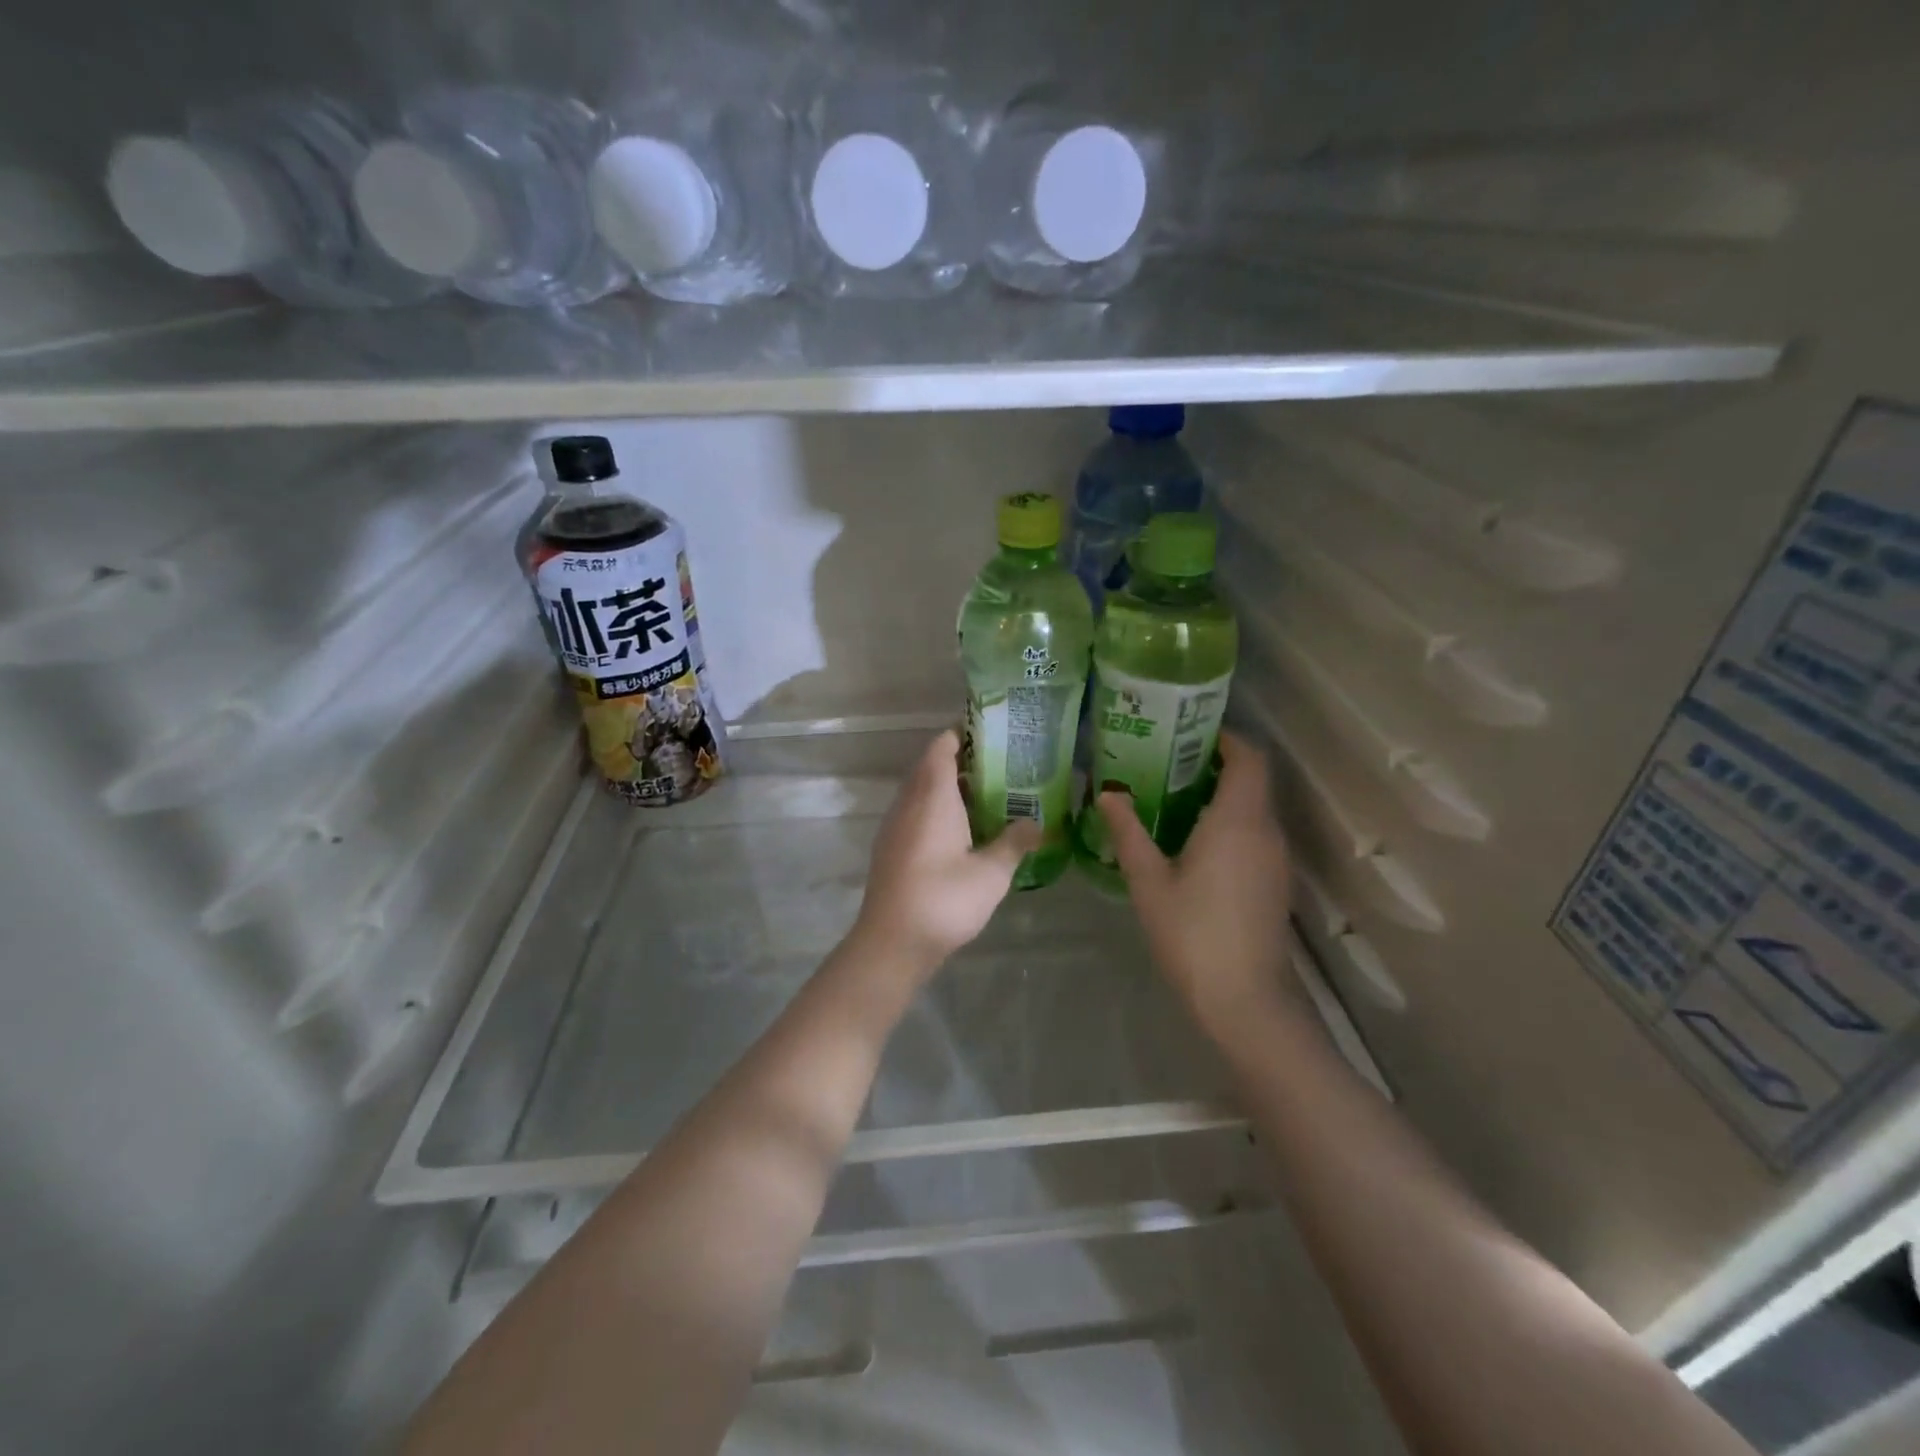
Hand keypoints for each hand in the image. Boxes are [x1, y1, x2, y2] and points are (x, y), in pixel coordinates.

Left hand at [854, 730, 1040, 970]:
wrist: (892, 942)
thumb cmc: (944, 899)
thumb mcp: (991, 873)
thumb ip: (1015, 842)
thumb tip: (1037, 823)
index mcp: (932, 797)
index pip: (942, 748)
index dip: (963, 735)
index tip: (992, 734)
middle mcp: (909, 803)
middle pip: (931, 767)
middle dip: (962, 762)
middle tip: (1001, 766)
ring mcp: (895, 826)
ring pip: (921, 792)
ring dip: (950, 789)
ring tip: (988, 796)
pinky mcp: (891, 848)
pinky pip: (915, 814)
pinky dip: (938, 811)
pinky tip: (963, 832)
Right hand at [1097, 731, 1296, 1041]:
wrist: (1245, 1000)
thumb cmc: (1193, 934)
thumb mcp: (1149, 881)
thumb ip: (1128, 832)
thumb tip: (1107, 793)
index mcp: (1238, 821)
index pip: (1248, 758)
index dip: (1225, 737)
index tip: (1187, 732)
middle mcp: (1265, 831)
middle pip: (1251, 779)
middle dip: (1214, 764)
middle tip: (1165, 761)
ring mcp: (1275, 858)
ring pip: (1253, 807)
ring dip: (1220, 794)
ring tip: (1170, 796)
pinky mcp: (1274, 881)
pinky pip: (1254, 833)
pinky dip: (1228, 822)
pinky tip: (1191, 840)